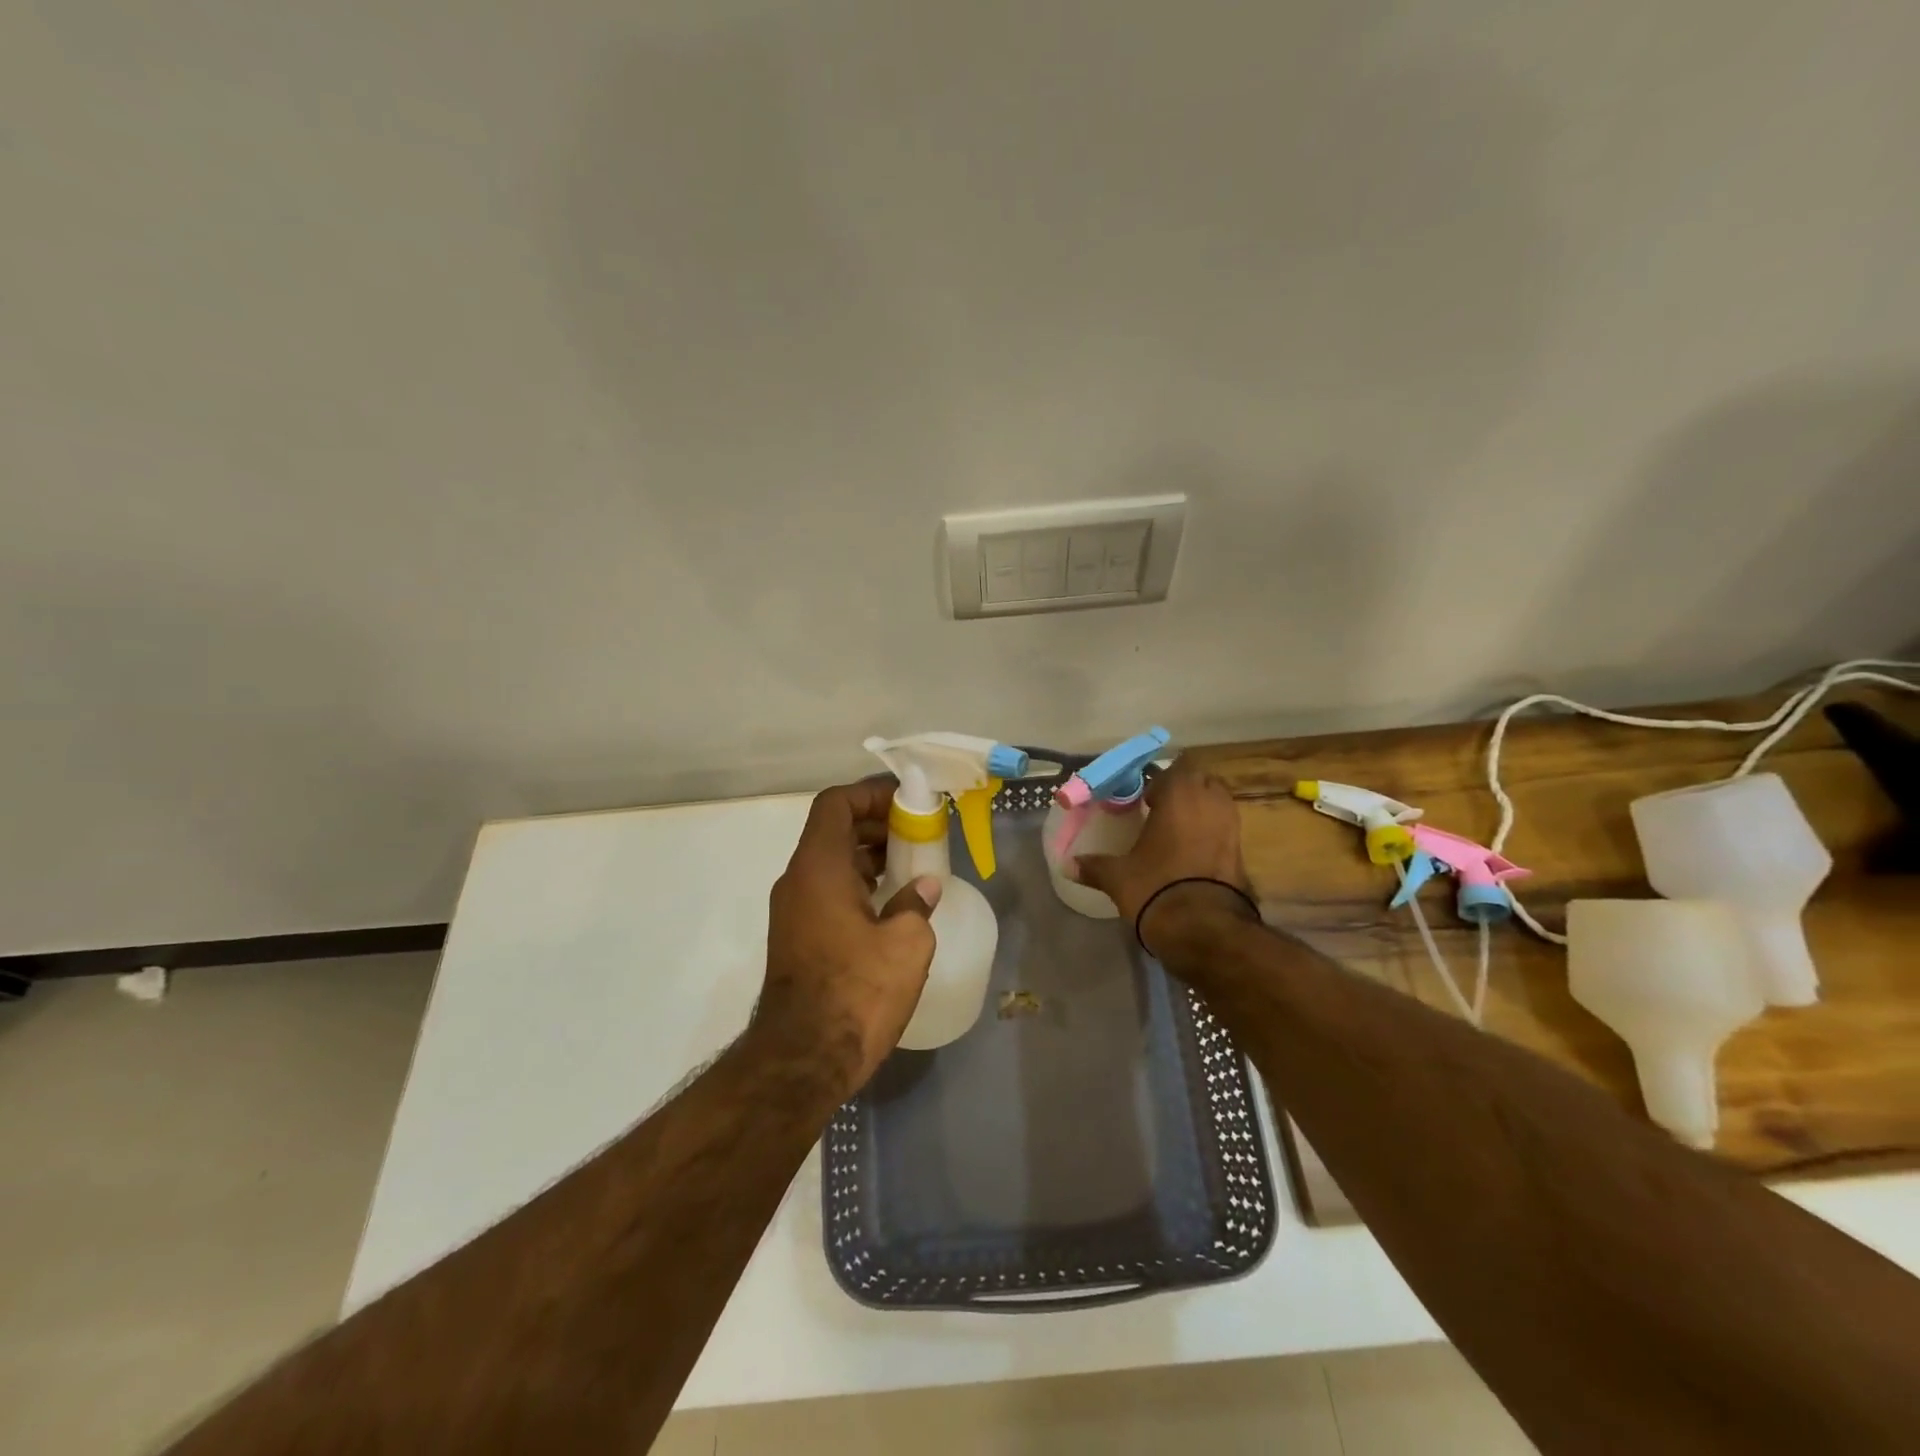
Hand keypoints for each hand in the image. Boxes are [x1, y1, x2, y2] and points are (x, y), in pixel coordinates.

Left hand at [754, 777, 940, 1094]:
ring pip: (831, 863)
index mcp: (818, 867)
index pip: (836, 804)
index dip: (870, 794)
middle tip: (917, 835)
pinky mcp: (797, 938)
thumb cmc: (857, 991)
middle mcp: (798, 881)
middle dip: (876, 826)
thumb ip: (916, 904)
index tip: (907, 804)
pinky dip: (858, 885)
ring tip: (911, 868)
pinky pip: (828, 892)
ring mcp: (793, 911)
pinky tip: (891, 905)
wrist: (803, 1059)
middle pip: (833, 831)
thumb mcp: (905, 944)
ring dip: (868, 857)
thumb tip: (922, 888)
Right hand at [1071, 757, 1253, 948]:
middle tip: (1163, 809)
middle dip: (1185, 791)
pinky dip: (1212, 834)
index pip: (1176, 769)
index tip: (1146, 798)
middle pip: (1202, 781)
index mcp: (1179, 796)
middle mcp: (1210, 803)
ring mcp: (1232, 827)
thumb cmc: (1156, 887)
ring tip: (1178, 830)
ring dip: (1202, 810)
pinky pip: (1226, 830)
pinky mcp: (1243, 853)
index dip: (1161, 781)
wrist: (1204, 929)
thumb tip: (1067, 865)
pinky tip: (1193, 853)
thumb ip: (1094, 866)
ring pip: (1218, 804)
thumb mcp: (1118, 877)